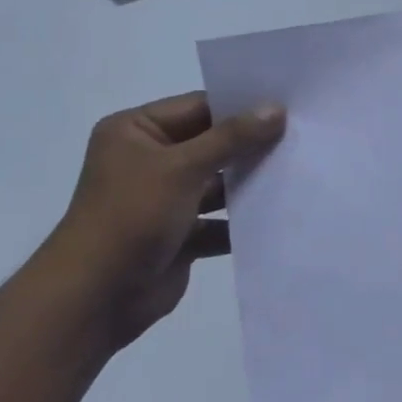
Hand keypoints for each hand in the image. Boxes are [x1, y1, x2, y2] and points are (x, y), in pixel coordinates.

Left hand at [40, 93, 284, 348]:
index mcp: (135, 132)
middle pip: (210, 146)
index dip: (241, 107)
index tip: (288, 107)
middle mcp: (149, 162)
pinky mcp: (180, 236)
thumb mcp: (182, 167)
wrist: (99, 294)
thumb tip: (276, 109)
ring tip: (299, 175)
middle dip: (251, 147)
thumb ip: (231, 138)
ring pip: (217, 187)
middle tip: (302, 139)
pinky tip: (280, 217)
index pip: (197, 108)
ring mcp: (165, 201)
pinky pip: (218, 223)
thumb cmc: (132, 215)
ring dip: (250, 185)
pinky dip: (242, 223)